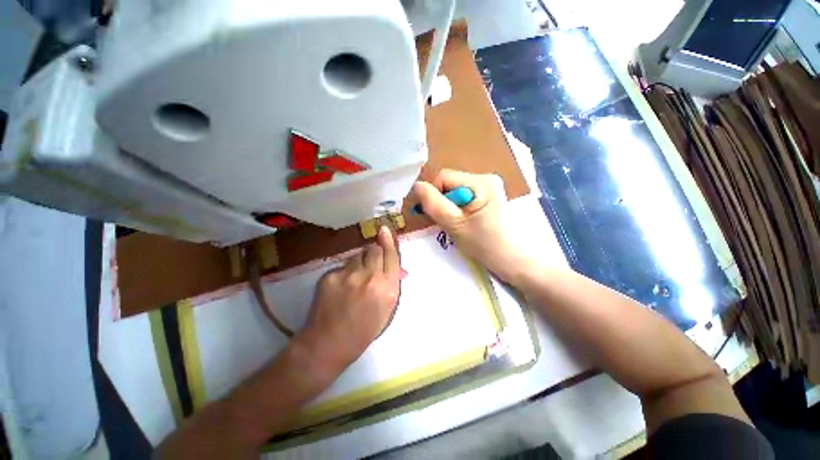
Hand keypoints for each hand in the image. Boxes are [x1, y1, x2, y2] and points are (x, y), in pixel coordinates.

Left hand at [300, 226, 400, 369]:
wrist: (328, 344)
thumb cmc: (363, 330)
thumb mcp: (387, 310)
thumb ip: (393, 285)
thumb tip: (399, 268)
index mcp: (388, 290)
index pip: (392, 256)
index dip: (389, 242)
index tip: (385, 230)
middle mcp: (370, 279)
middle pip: (374, 250)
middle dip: (374, 252)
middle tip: (370, 263)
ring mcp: (348, 276)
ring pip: (356, 256)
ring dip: (358, 262)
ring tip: (353, 280)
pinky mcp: (330, 276)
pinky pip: (341, 266)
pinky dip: (343, 272)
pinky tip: (340, 288)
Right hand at [413, 169, 531, 282]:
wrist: (514, 261)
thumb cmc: (486, 245)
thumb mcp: (455, 225)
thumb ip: (433, 204)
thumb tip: (417, 185)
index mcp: (481, 181)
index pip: (444, 177)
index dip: (434, 195)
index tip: (436, 216)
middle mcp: (486, 178)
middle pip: (450, 184)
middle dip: (442, 202)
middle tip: (447, 223)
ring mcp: (489, 187)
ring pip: (455, 192)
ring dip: (449, 208)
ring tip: (457, 225)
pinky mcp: (489, 197)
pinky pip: (464, 198)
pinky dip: (458, 210)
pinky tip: (465, 223)